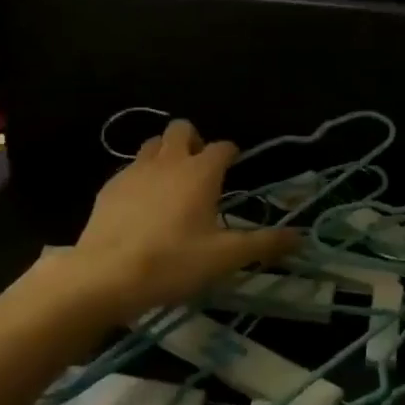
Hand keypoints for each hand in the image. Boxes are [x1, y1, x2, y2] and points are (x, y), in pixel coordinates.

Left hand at [70, 120, 296, 318]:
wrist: (104, 276)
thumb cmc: (172, 262)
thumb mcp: (225, 258)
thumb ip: (264, 244)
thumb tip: (299, 237)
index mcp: (200, 172)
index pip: (223, 146)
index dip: (231, 154)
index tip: (234, 168)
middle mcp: (168, 161)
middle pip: (182, 129)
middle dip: (194, 141)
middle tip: (200, 171)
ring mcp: (134, 171)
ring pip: (153, 144)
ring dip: (165, 154)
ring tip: (170, 184)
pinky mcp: (108, 187)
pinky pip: (129, 168)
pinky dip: (141, 177)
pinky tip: (141, 206)